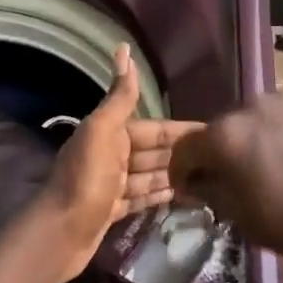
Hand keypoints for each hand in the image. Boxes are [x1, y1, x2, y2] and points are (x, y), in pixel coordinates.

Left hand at [35, 45, 199, 277]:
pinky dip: (161, 195)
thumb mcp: (102, 132)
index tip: (214, 134)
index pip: (153, 128)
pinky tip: (186, 197)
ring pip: (150, 175)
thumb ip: (119, 97)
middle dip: (183, 154)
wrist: (60, 233)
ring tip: (212, 180)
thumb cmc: (85, 180)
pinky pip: (143, 197)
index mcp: (109, 133)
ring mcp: (112, 184)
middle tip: (222, 162)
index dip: (181, 131)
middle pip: (154, 151)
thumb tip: (123, 48)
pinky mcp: (113, 209)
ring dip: (176, 175)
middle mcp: (111, 155)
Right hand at [168, 95, 282, 266]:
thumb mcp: (240, 216)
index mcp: (223, 133)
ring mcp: (278, 104)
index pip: (184, 148)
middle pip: (214, 132)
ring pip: (243, 126)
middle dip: (211, 158)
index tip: (186, 193)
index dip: (180, 172)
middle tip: (219, 187)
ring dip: (238, 148)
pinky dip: (264, 142)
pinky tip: (278, 168)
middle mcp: (246, 107)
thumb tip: (198, 183)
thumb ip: (210, 192)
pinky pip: (269, 124)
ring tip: (251, 178)